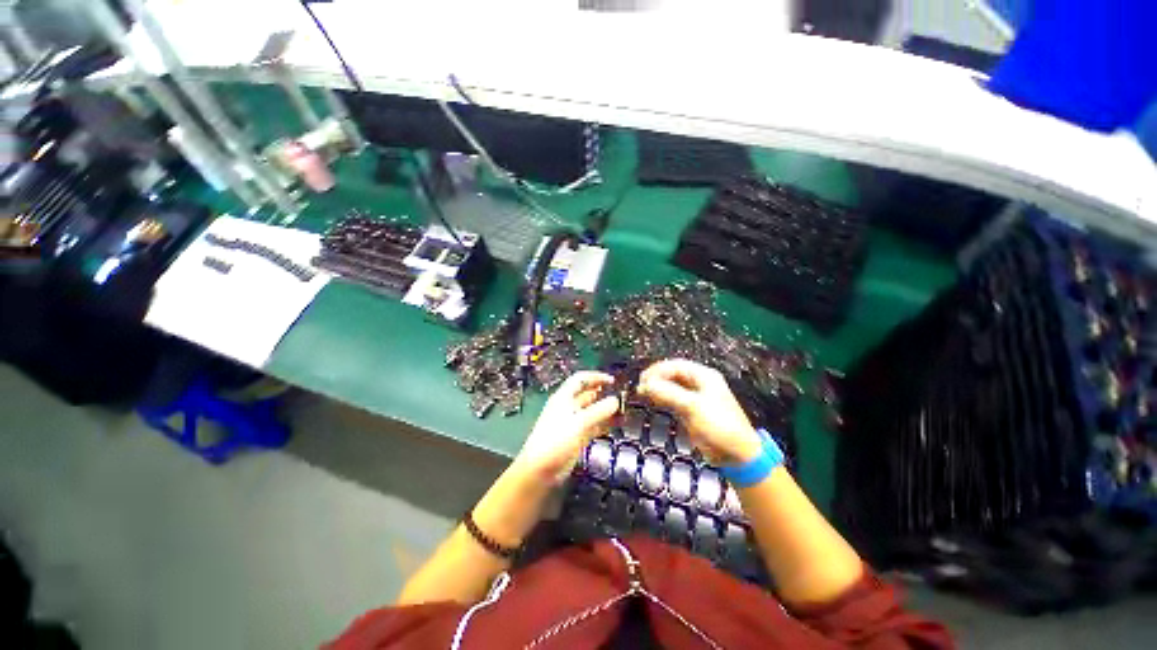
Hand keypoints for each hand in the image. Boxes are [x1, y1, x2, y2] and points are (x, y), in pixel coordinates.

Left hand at [513, 371, 619, 483]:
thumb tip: (616, 401)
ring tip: (624, 410)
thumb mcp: (578, 423)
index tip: (613, 381)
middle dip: (604, 393)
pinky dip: (605, 423)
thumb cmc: (555, 441)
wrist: (540, 470)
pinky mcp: (578, 437)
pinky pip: (594, 425)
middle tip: (622, 396)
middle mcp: (569, 407)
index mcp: (564, 397)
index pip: (581, 380)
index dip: (596, 377)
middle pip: (588, 394)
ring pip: (593, 411)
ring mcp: (573, 422)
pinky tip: (618, 424)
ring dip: (606, 410)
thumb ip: (598, 411)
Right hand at [638, 359, 761, 464]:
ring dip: (657, 388)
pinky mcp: (691, 410)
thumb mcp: (692, 407)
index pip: (675, 365)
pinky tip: (653, 400)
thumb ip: (668, 393)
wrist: (737, 454)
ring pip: (671, 386)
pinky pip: (673, 399)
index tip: (643, 379)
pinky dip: (662, 398)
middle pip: (672, 374)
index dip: (657, 370)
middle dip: (656, 379)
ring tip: (642, 392)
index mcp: (704, 376)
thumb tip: (646, 385)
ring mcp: (695, 397)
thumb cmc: (720, 426)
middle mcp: (699, 383)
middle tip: (641, 386)